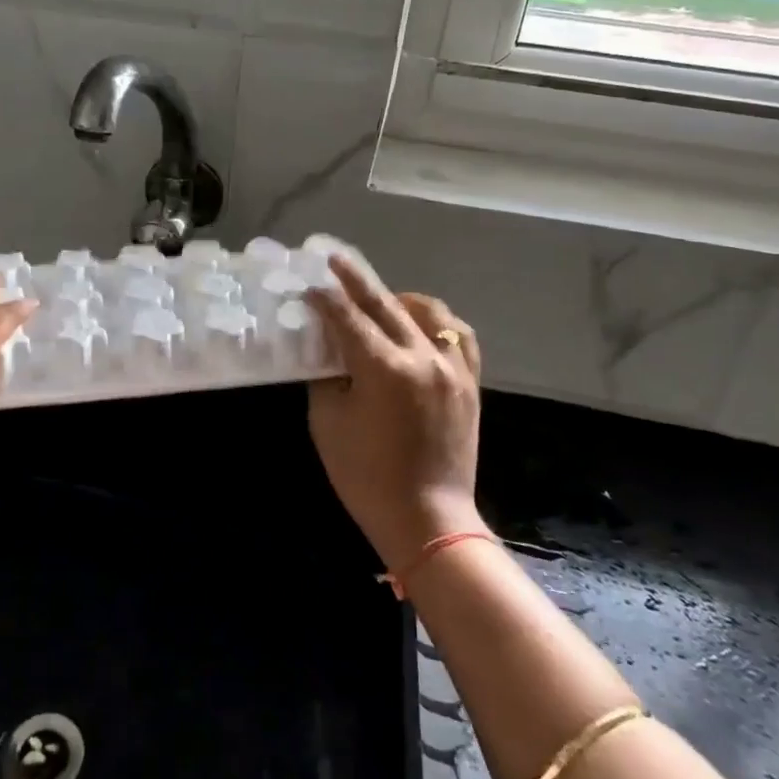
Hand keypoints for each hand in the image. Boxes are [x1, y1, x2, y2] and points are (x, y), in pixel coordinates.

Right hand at [304, 256, 483, 569]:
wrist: (427, 519)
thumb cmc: (366, 477)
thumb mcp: (328, 424)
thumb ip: (327, 378)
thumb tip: (327, 351)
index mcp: (383, 369)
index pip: (348, 318)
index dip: (325, 298)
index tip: (309, 283)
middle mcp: (422, 357)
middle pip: (385, 304)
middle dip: (356, 280)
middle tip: (335, 260)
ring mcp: (452, 368)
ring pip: (429, 312)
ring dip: (400, 298)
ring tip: (382, 297)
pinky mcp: (470, 383)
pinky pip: (459, 336)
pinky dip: (438, 322)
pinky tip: (423, 323)